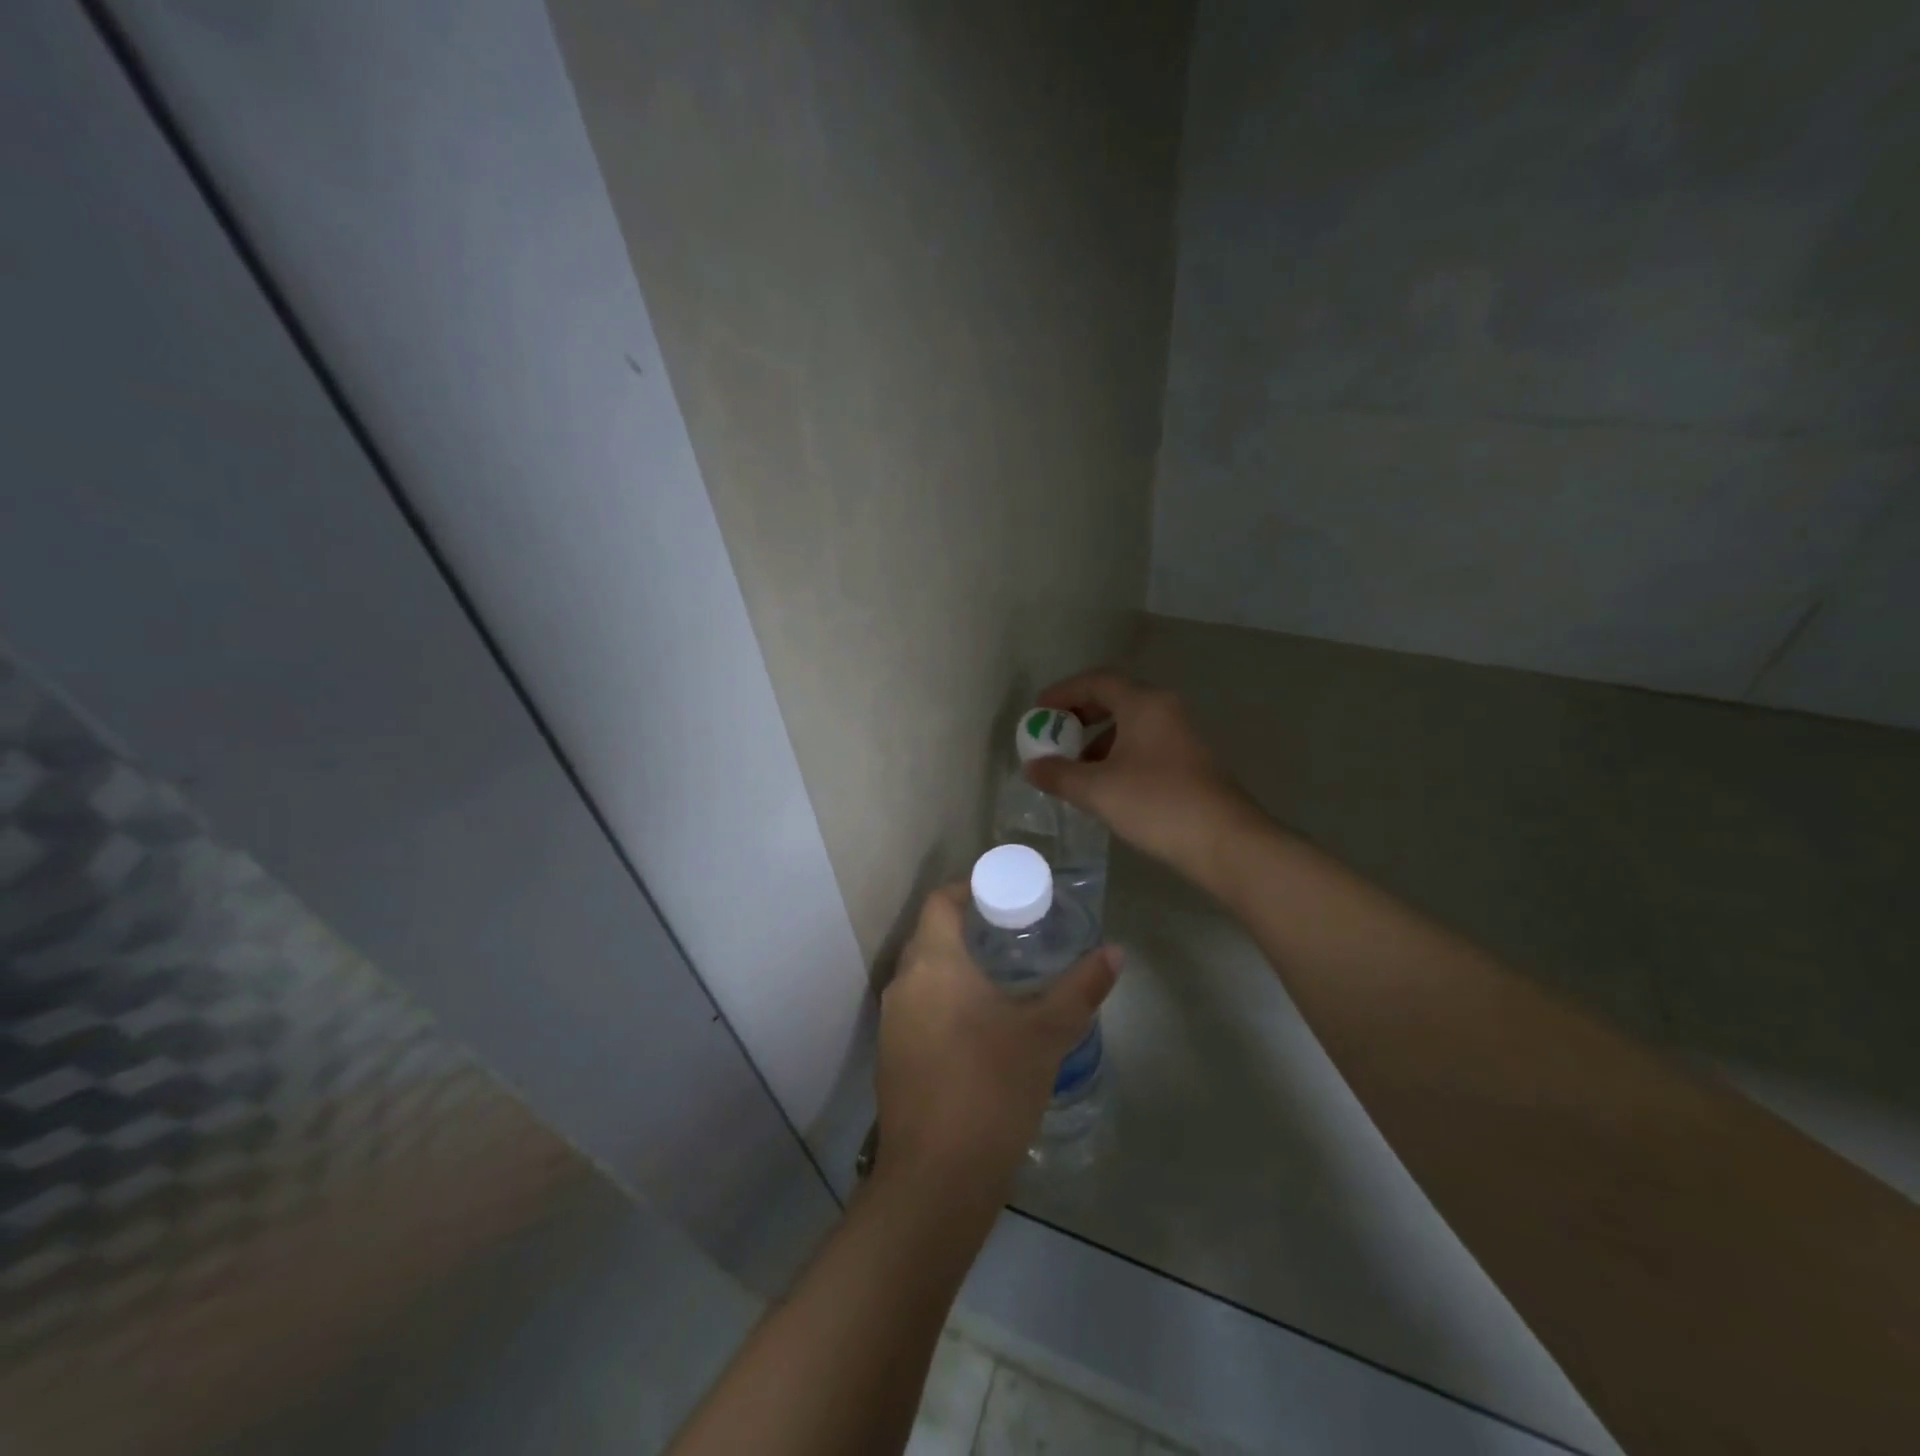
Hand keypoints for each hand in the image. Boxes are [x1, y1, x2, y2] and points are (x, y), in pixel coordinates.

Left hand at [876, 884, 1120, 1194]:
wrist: (937, 1178)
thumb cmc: (991, 1089)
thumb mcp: (1045, 1035)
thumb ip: (1082, 989)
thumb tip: (1115, 953)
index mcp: (934, 963)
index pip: (940, 902)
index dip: (968, 888)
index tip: (1002, 894)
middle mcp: (904, 983)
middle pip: (930, 934)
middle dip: (966, 926)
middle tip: (1011, 931)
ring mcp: (892, 1021)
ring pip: (923, 973)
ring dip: (954, 964)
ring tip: (1000, 974)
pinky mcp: (891, 1055)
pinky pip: (918, 1006)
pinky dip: (944, 997)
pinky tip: (976, 1022)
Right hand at [1026, 671, 1257, 887]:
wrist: (1224, 842)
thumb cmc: (1156, 804)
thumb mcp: (1097, 790)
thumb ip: (1059, 774)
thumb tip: (1032, 767)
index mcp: (1144, 704)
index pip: (1097, 681)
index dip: (1063, 692)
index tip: (1039, 712)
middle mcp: (1165, 710)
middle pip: (1116, 699)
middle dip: (1080, 715)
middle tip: (1055, 735)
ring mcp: (1182, 736)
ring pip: (1131, 725)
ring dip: (1099, 740)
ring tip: (1076, 769)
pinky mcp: (1190, 762)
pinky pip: (1145, 745)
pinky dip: (1119, 755)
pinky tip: (1107, 786)